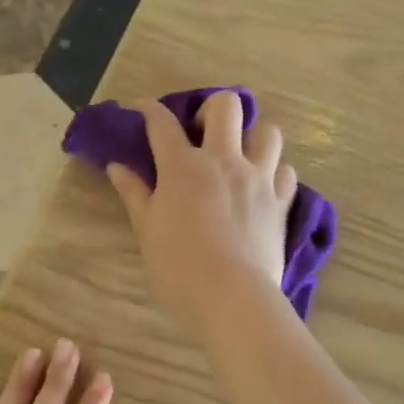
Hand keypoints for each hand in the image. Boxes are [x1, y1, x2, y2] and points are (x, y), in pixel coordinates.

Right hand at [107, 91, 296, 332]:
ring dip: (253, 136)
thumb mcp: (147, 231)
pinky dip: (275, 172)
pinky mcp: (281, 202)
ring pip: (267, 132)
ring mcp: (258, 179)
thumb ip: (135, 194)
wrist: (231, 297)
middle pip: (226, 106)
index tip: (144, 109)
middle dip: (211, 108)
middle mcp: (224, 161)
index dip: (150, 110)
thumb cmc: (178, 267)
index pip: (163, 124)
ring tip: (241, 155)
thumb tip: (117, 167)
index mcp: (183, 166)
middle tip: (202, 132)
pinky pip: (286, 171)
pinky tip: (264, 186)